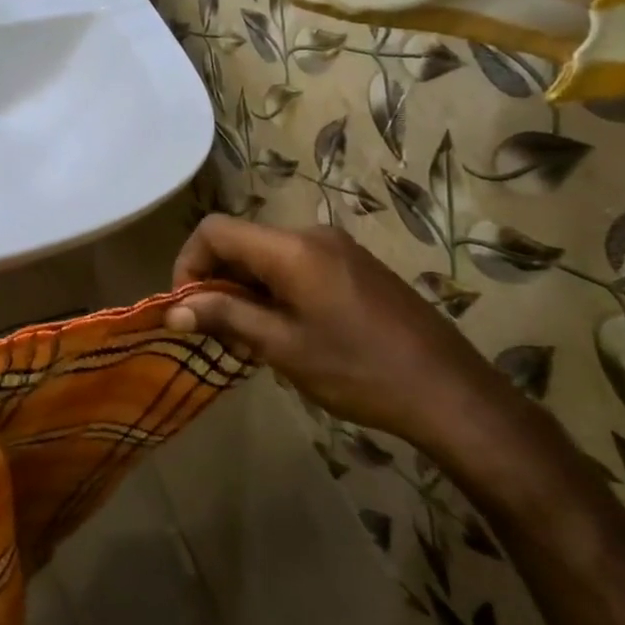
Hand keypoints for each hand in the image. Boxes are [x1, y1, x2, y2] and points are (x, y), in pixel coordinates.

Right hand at [169, 216, 518, 455]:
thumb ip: (224, 316)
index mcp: (291, 248)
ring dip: (246, 291)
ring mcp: (338, 248)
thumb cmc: (358, 370)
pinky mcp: (356, 266)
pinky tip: (290, 333)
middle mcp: (312, 235)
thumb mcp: (282, 346)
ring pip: (267, 257)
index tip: (187, 309)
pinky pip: (296, 265)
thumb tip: (172, 310)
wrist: (452, 393)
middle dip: (218, 283)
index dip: (188, 263)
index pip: (214, 230)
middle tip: (222, 335)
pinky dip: (275, 291)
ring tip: (255, 342)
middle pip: (241, 242)